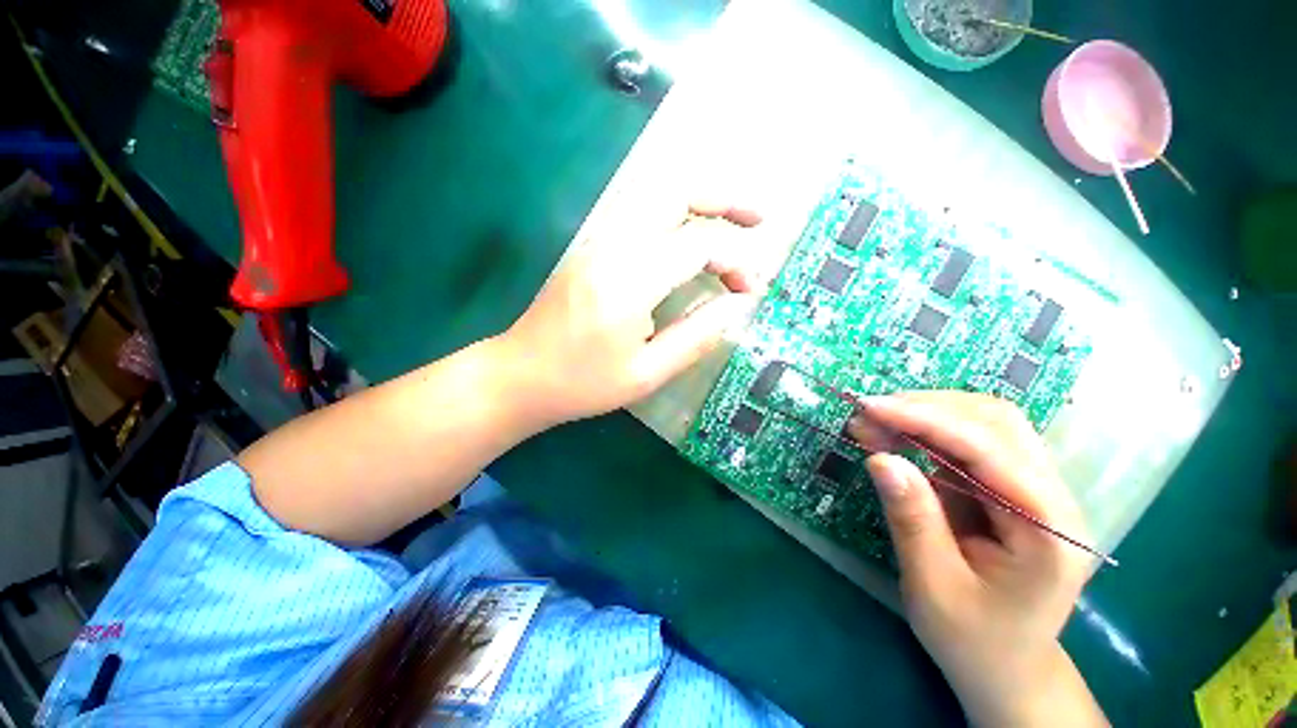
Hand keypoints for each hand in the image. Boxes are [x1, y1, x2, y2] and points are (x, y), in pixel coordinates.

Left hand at [500, 203, 764, 425]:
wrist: (520, 375)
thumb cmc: (583, 383)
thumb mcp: (648, 373)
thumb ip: (697, 336)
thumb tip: (735, 307)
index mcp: (628, 281)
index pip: (698, 245)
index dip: (735, 262)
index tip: (751, 291)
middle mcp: (612, 247)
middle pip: (675, 194)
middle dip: (723, 201)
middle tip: (757, 221)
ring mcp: (596, 242)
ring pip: (656, 199)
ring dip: (700, 205)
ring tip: (732, 224)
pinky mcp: (590, 249)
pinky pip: (640, 217)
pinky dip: (675, 219)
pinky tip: (690, 241)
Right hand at [849, 392, 1105, 726]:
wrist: (1008, 668)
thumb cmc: (974, 640)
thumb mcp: (934, 586)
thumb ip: (912, 519)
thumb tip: (880, 458)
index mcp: (1048, 529)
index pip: (988, 449)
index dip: (925, 419)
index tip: (868, 407)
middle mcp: (1053, 498)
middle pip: (995, 422)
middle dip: (925, 408)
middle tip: (867, 414)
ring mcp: (1034, 489)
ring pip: (985, 423)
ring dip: (926, 413)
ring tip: (875, 421)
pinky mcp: (1010, 488)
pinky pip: (971, 442)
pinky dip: (929, 430)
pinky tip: (896, 435)